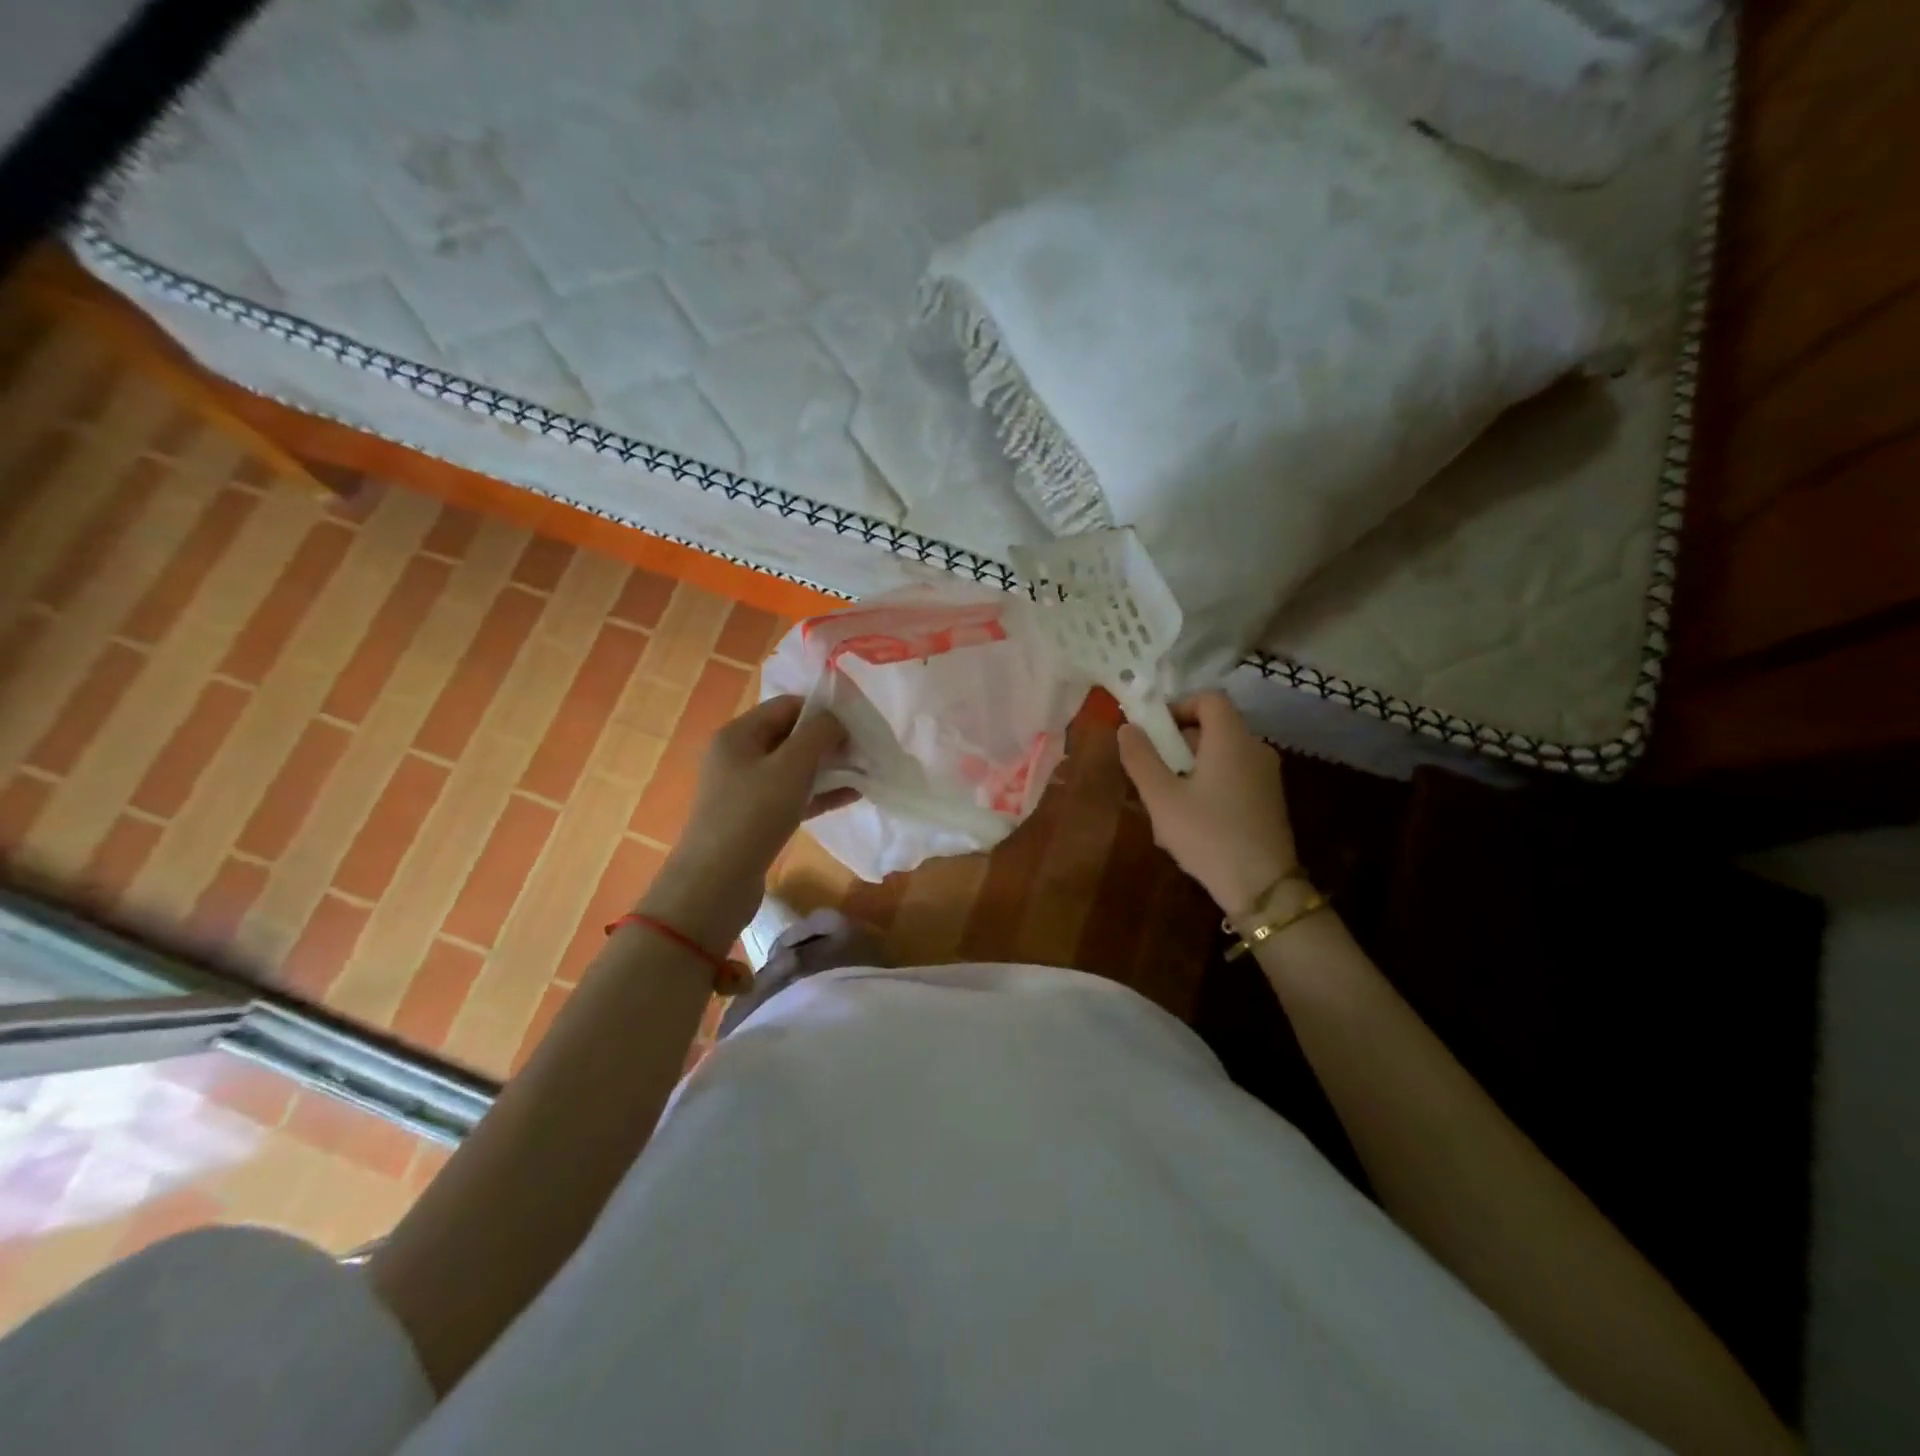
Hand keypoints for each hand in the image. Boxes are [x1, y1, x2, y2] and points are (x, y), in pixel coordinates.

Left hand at [641, 696, 856, 951]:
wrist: (716, 882)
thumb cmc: (753, 814)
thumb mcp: (791, 766)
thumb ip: (819, 734)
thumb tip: (836, 720)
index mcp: (738, 734)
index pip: (787, 705)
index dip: (822, 709)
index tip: (857, 722)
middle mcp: (738, 755)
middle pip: (791, 736)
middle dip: (828, 740)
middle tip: (865, 748)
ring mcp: (746, 789)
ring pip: (794, 768)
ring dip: (828, 767)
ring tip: (865, 770)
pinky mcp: (756, 818)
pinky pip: (794, 795)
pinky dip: (820, 793)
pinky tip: (853, 795)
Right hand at [1117, 691, 1296, 917]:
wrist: (1262, 887)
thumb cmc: (1208, 834)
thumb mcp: (1162, 797)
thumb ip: (1141, 758)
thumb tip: (1127, 727)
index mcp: (1232, 739)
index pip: (1209, 698)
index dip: (1178, 706)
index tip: (1152, 732)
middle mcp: (1255, 748)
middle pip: (1214, 727)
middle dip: (1178, 742)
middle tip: (1152, 771)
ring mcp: (1266, 776)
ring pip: (1221, 755)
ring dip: (1190, 767)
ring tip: (1166, 802)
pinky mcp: (1269, 800)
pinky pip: (1233, 777)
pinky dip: (1210, 784)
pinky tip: (1191, 821)